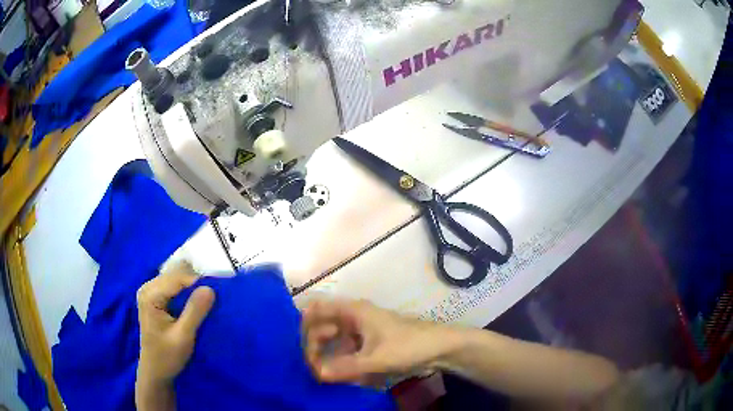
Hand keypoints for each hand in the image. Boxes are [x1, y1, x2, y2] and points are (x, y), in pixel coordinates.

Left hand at [136, 262, 214, 385]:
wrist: (156, 371)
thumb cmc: (167, 356)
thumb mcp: (183, 336)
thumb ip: (195, 311)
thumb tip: (210, 288)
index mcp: (150, 295)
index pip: (177, 278)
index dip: (198, 281)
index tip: (218, 290)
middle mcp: (147, 288)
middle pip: (175, 275)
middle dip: (195, 282)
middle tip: (214, 294)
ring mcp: (150, 292)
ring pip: (175, 279)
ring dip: (191, 286)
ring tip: (207, 297)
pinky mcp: (154, 298)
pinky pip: (173, 287)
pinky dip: (186, 291)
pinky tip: (195, 300)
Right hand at [301, 299, 452, 382]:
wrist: (439, 348)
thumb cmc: (409, 345)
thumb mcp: (377, 358)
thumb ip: (346, 367)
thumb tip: (317, 374)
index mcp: (353, 311)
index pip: (317, 308)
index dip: (304, 325)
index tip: (300, 347)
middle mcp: (353, 317)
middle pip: (322, 325)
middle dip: (313, 344)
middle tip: (313, 366)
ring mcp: (360, 330)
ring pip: (332, 339)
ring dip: (325, 354)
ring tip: (322, 372)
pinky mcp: (368, 342)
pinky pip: (345, 349)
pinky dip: (338, 359)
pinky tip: (338, 373)